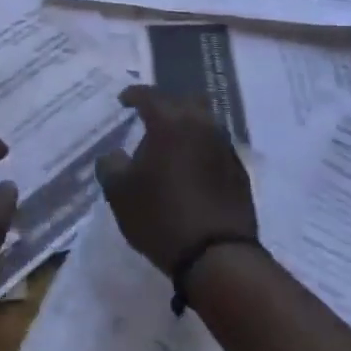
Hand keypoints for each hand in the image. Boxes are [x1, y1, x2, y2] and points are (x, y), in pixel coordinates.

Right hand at [95, 85, 257, 275]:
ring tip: (169, 145)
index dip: (134, 95)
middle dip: (166, 104)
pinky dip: (200, 149)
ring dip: (186, 126)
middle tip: (149, 117)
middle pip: (185, 101)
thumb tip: (114, 155)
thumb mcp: (119, 192)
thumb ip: (110, 165)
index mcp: (170, 123)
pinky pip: (215, 147)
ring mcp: (225, 148)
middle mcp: (202, 126)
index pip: (150, 96)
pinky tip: (189, 168)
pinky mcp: (239, 171)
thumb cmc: (159, 216)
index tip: (123, 100)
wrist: (216, 255)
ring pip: (205, 123)